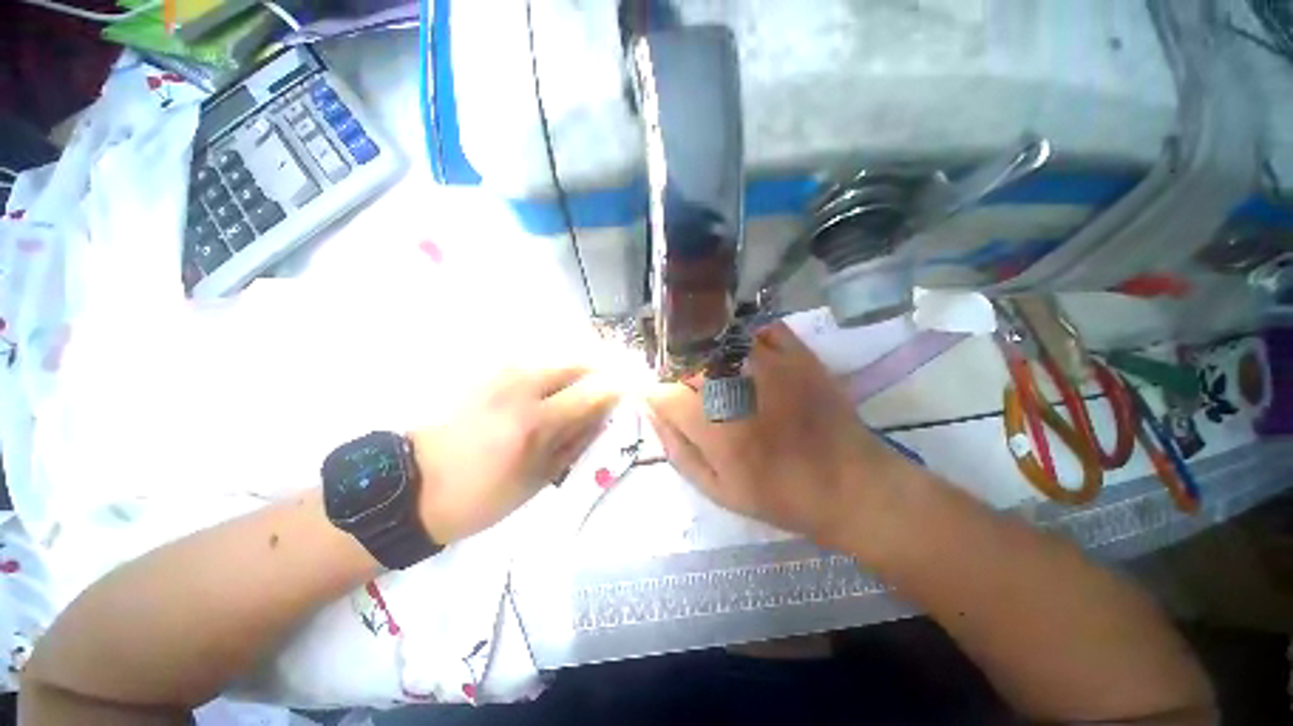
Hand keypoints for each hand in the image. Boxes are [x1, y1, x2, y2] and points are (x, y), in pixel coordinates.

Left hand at [410, 365, 618, 542]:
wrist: (412, 484)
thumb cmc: (479, 495)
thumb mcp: (537, 480)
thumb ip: (576, 442)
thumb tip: (604, 417)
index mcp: (534, 422)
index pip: (594, 392)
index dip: (619, 391)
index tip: (633, 397)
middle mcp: (522, 385)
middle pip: (580, 363)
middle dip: (603, 373)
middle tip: (612, 392)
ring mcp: (504, 372)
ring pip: (560, 357)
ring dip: (581, 370)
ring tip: (587, 392)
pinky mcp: (491, 371)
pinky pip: (539, 362)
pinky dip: (558, 371)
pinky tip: (558, 389)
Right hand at [646, 322, 915, 549]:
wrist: (848, 484)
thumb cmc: (777, 493)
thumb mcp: (715, 487)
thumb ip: (675, 447)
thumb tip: (648, 410)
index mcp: (713, 424)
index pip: (661, 391)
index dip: (651, 392)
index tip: (655, 399)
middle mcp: (735, 385)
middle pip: (684, 360)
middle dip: (675, 373)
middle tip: (688, 392)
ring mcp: (768, 363)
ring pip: (716, 340)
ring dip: (704, 354)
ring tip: (714, 375)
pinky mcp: (796, 353)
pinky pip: (758, 327)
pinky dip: (744, 337)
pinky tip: (743, 356)